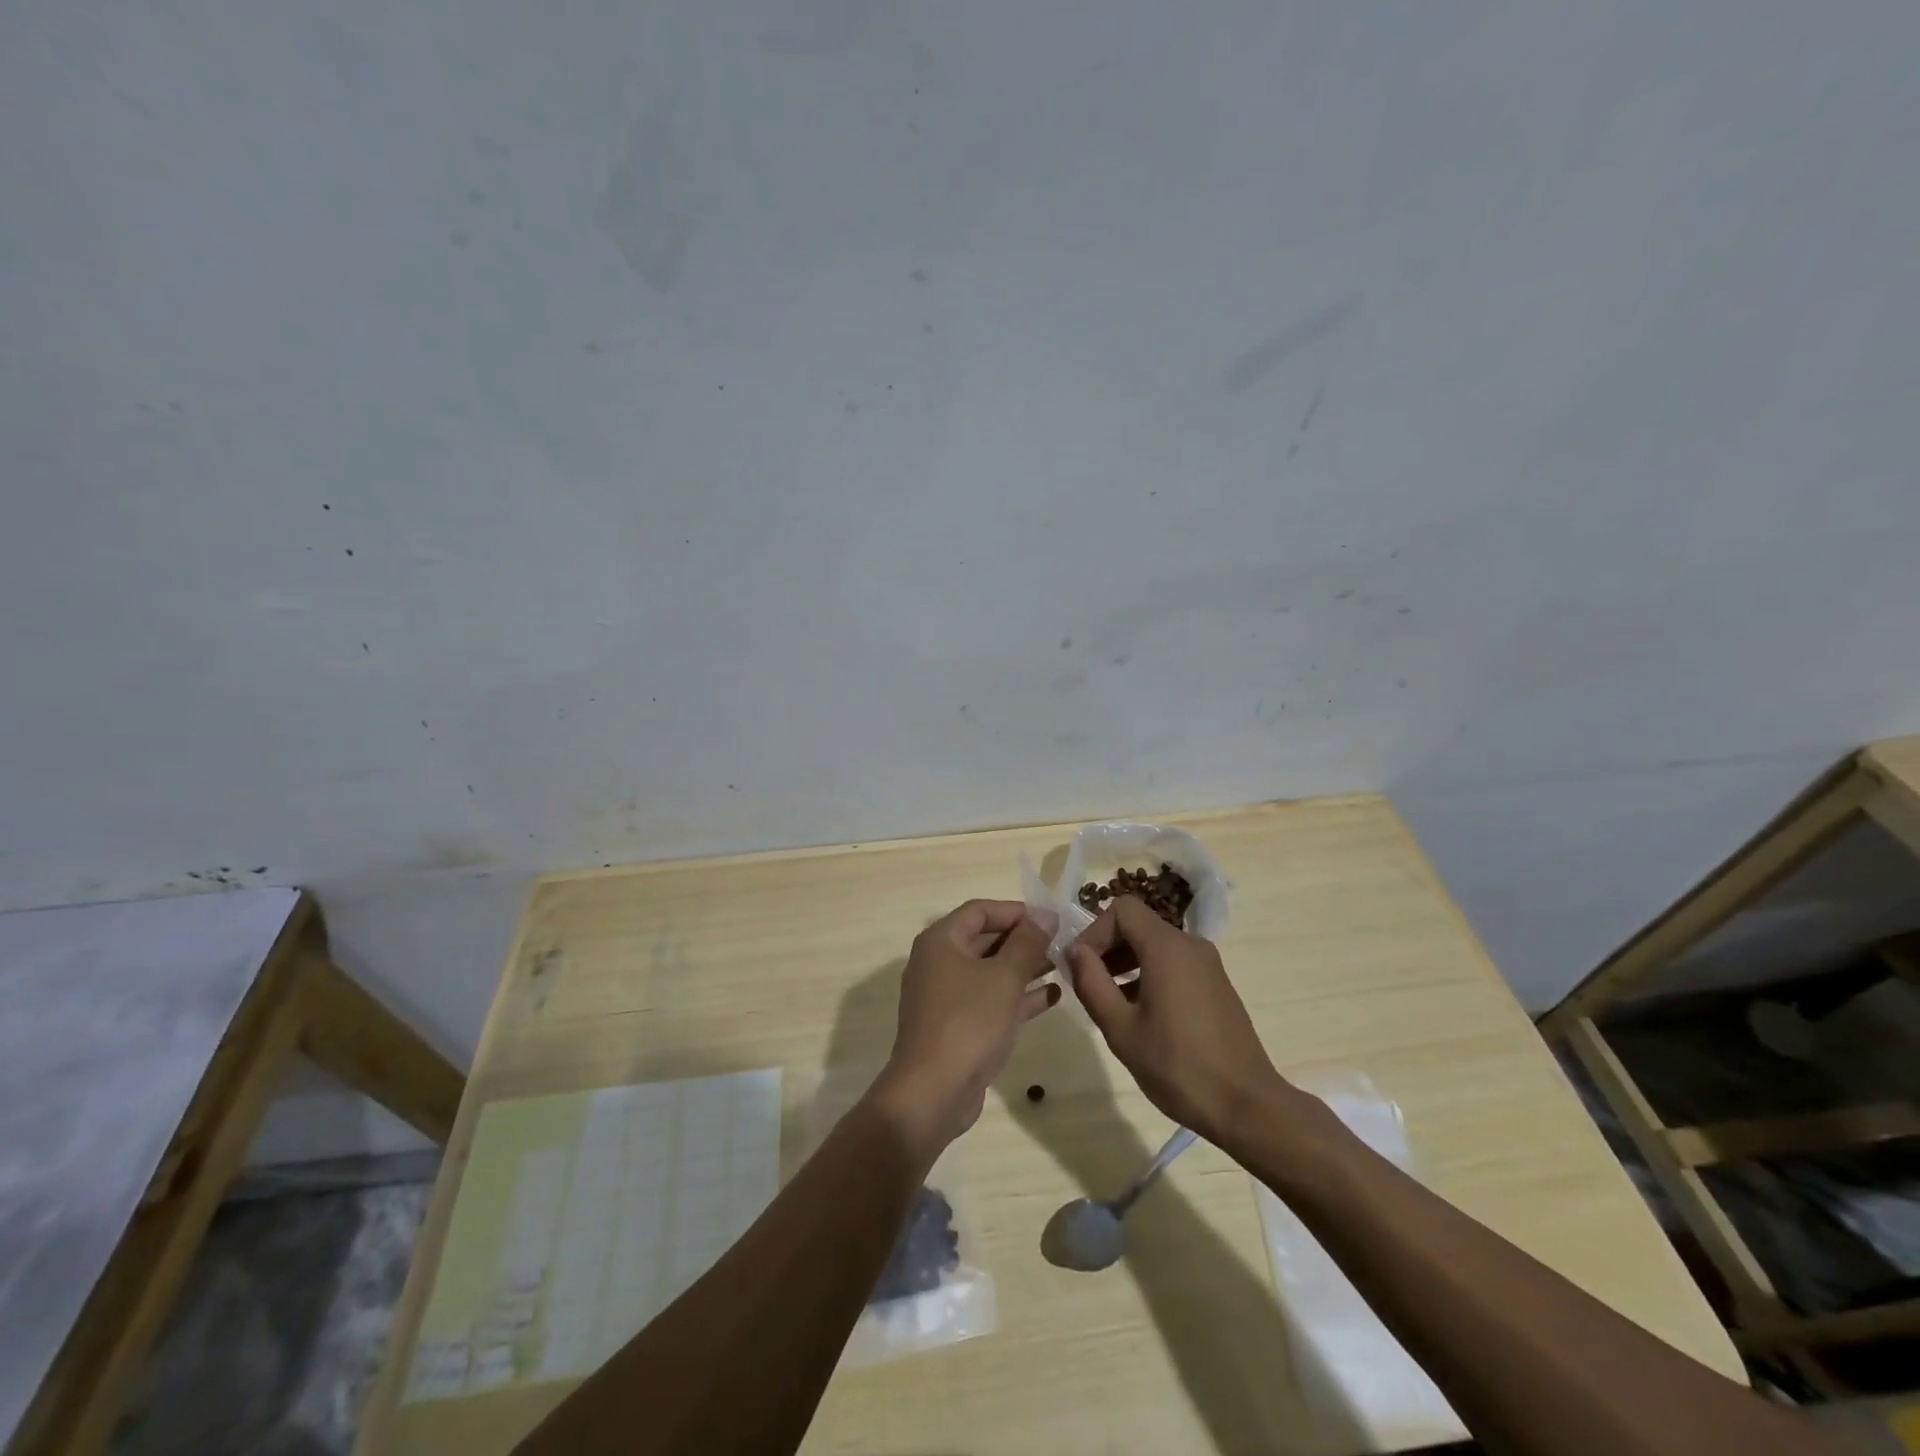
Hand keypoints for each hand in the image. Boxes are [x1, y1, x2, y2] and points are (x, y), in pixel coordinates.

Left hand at [872, 900, 1058, 1150]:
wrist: (933, 1093)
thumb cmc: (969, 1023)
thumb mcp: (1005, 977)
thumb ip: (1027, 943)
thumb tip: (1045, 914)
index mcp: (940, 942)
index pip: (979, 910)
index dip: (1015, 911)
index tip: (1050, 920)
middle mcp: (938, 963)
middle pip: (984, 940)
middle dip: (1023, 940)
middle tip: (1061, 943)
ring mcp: (946, 997)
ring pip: (989, 972)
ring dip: (1024, 968)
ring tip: (1062, 966)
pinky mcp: (956, 1027)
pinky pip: (989, 1000)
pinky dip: (1017, 996)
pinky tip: (1051, 997)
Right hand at [1067, 897, 1287, 1146]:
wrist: (1247, 1106)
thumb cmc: (1177, 1066)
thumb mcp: (1121, 1029)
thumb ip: (1092, 983)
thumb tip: (1075, 952)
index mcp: (1167, 947)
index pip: (1121, 909)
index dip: (1094, 931)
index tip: (1080, 967)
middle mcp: (1190, 945)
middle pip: (1138, 924)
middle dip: (1107, 947)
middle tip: (1088, 984)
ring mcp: (1207, 964)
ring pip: (1155, 944)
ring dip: (1126, 962)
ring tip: (1109, 1001)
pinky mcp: (1215, 984)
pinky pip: (1173, 963)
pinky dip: (1148, 973)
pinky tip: (1139, 1013)